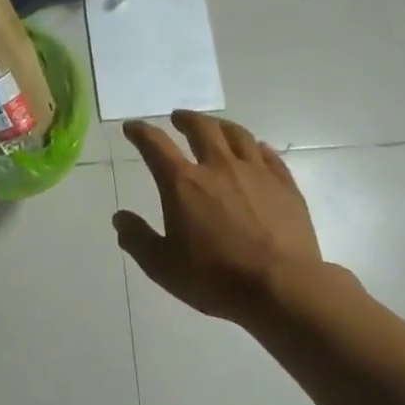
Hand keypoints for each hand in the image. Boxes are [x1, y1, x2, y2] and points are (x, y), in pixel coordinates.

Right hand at [114, 112, 329, 322]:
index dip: (140, 132)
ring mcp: (256, 172)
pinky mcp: (285, 185)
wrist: (281, 286)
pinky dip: (255, 146)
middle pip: (201, 128)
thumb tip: (120, 218)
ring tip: (215, 127)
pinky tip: (255, 149)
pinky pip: (268, 154)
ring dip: (220, 126)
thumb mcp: (162, 266)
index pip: (155, 145)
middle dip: (185, 119)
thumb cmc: (214, 277)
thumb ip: (137, 238)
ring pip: (237, 135)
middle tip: (177, 118)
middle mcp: (218, 167)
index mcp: (183, 183)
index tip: (132, 127)